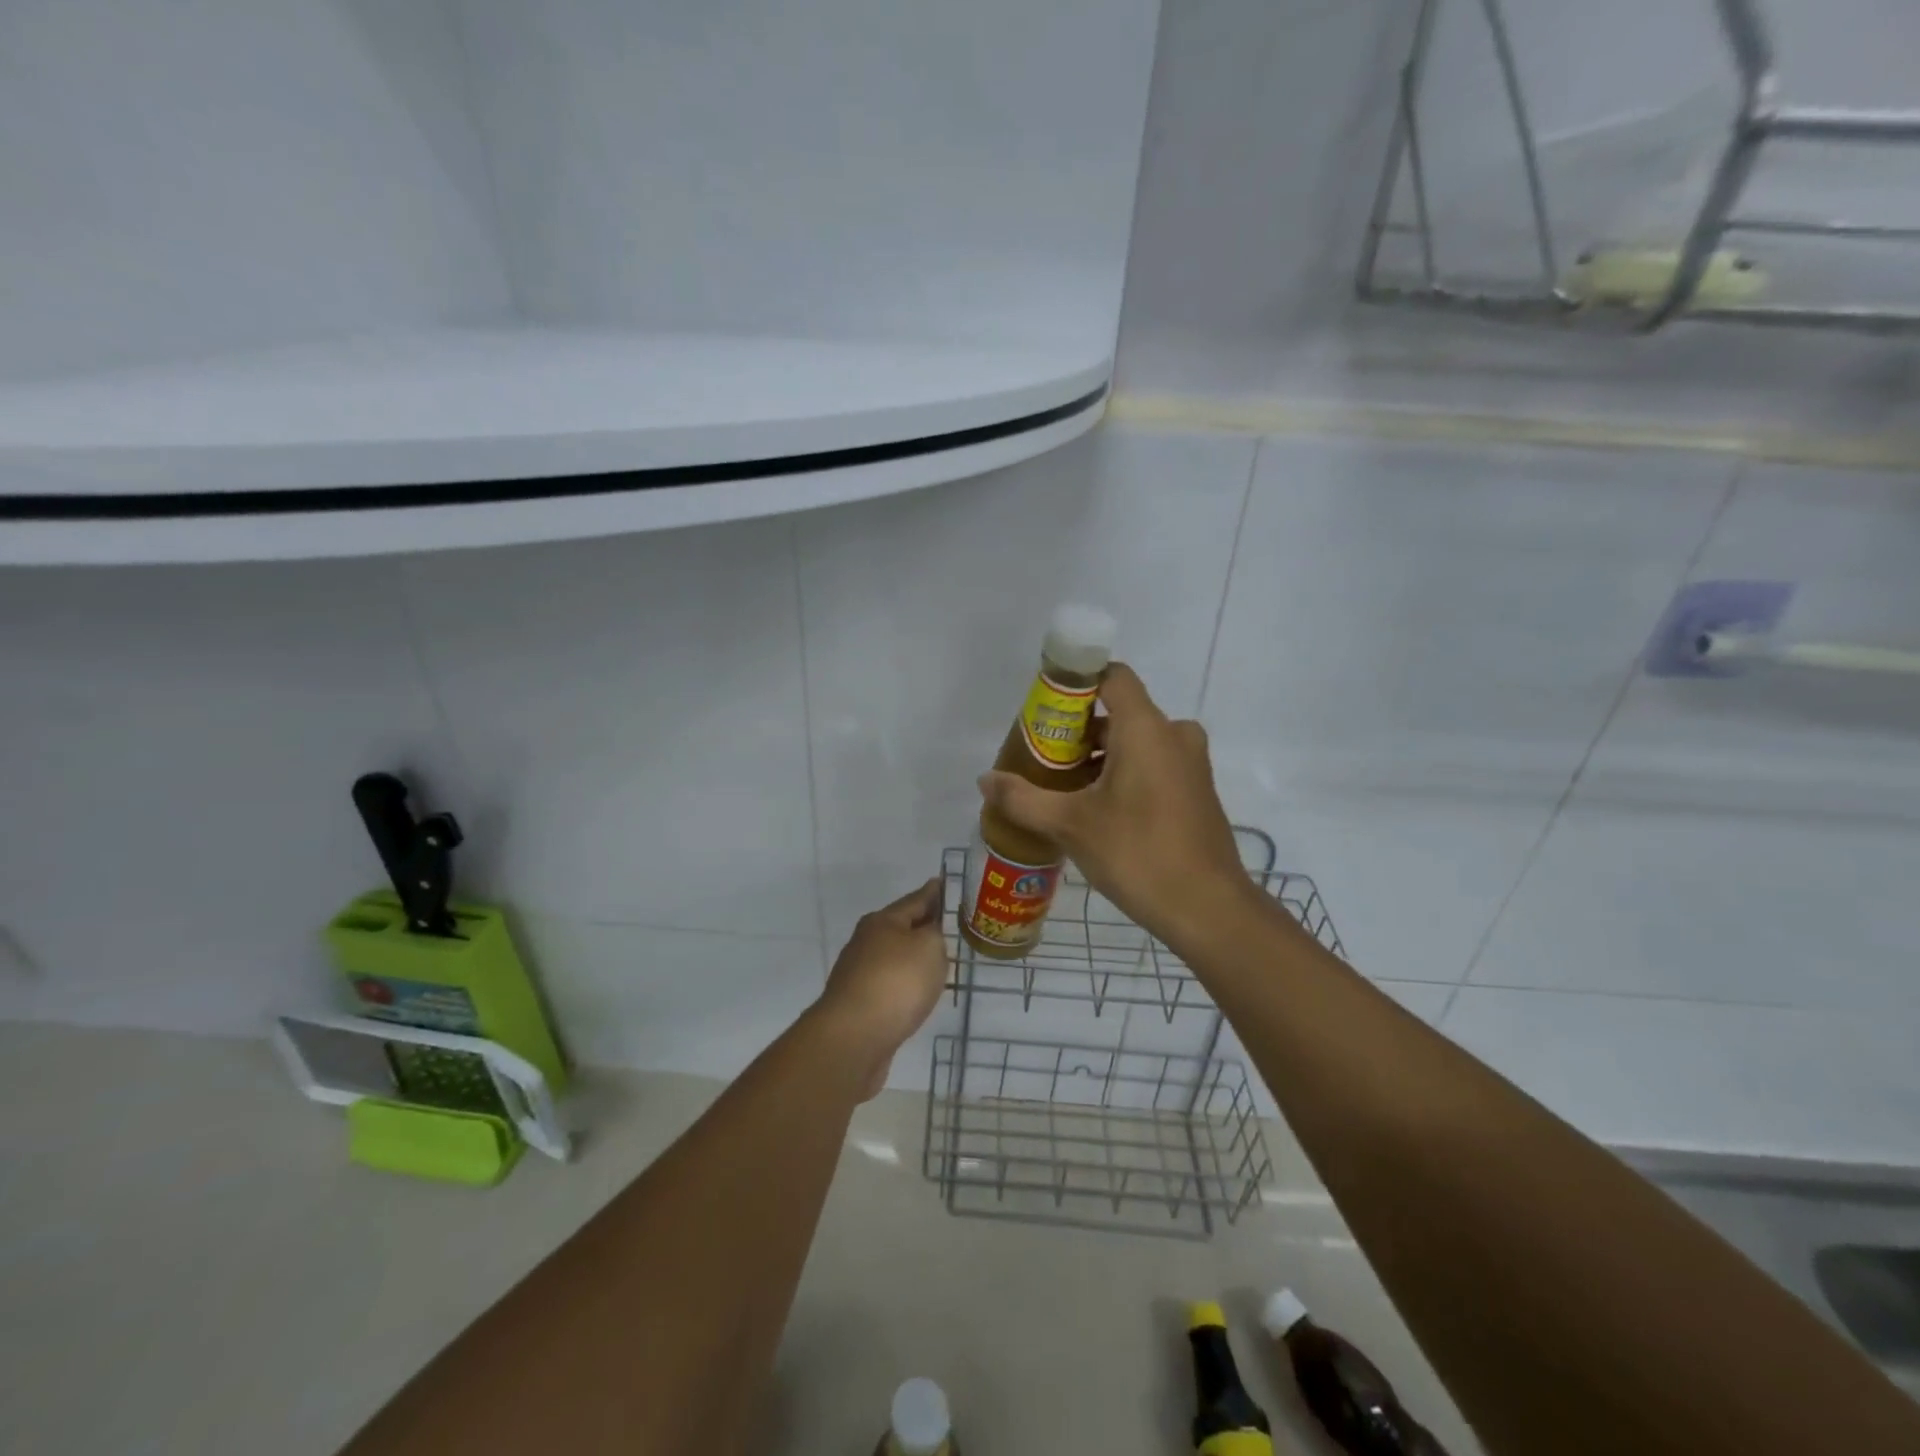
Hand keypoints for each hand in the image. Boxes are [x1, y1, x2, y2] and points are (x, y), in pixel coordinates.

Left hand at [813, 877, 947, 1099]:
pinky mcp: (860, 1005)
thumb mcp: (929, 947)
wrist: (854, 1038)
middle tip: (951, 927)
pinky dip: (907, 985)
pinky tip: (920, 994)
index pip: (915, 899)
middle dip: (924, 926)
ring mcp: (860, 974)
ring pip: (896, 958)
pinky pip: (892, 986)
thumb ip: (936, 933)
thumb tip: (928, 932)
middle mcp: (866, 942)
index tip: (946, 883)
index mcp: (882, 921)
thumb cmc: (896, 982)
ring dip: (915, 959)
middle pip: (902, 928)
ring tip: (941, 962)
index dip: (934, 892)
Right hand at [978, 663, 1250, 948]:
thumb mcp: (1070, 825)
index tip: (1045, 711)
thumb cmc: (1138, 853)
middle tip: (1043, 761)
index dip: (1076, 683)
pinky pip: (1154, 764)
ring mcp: (1190, 764)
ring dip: (1099, 758)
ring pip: (1136, 742)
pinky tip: (1098, 812)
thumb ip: (1023, 798)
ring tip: (1063, 790)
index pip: (1111, 676)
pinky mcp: (1196, 791)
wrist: (1207, 908)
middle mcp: (1174, 735)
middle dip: (1078, 732)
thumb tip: (985, 780)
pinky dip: (1124, 774)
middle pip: (1119, 713)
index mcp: (1146, 728)